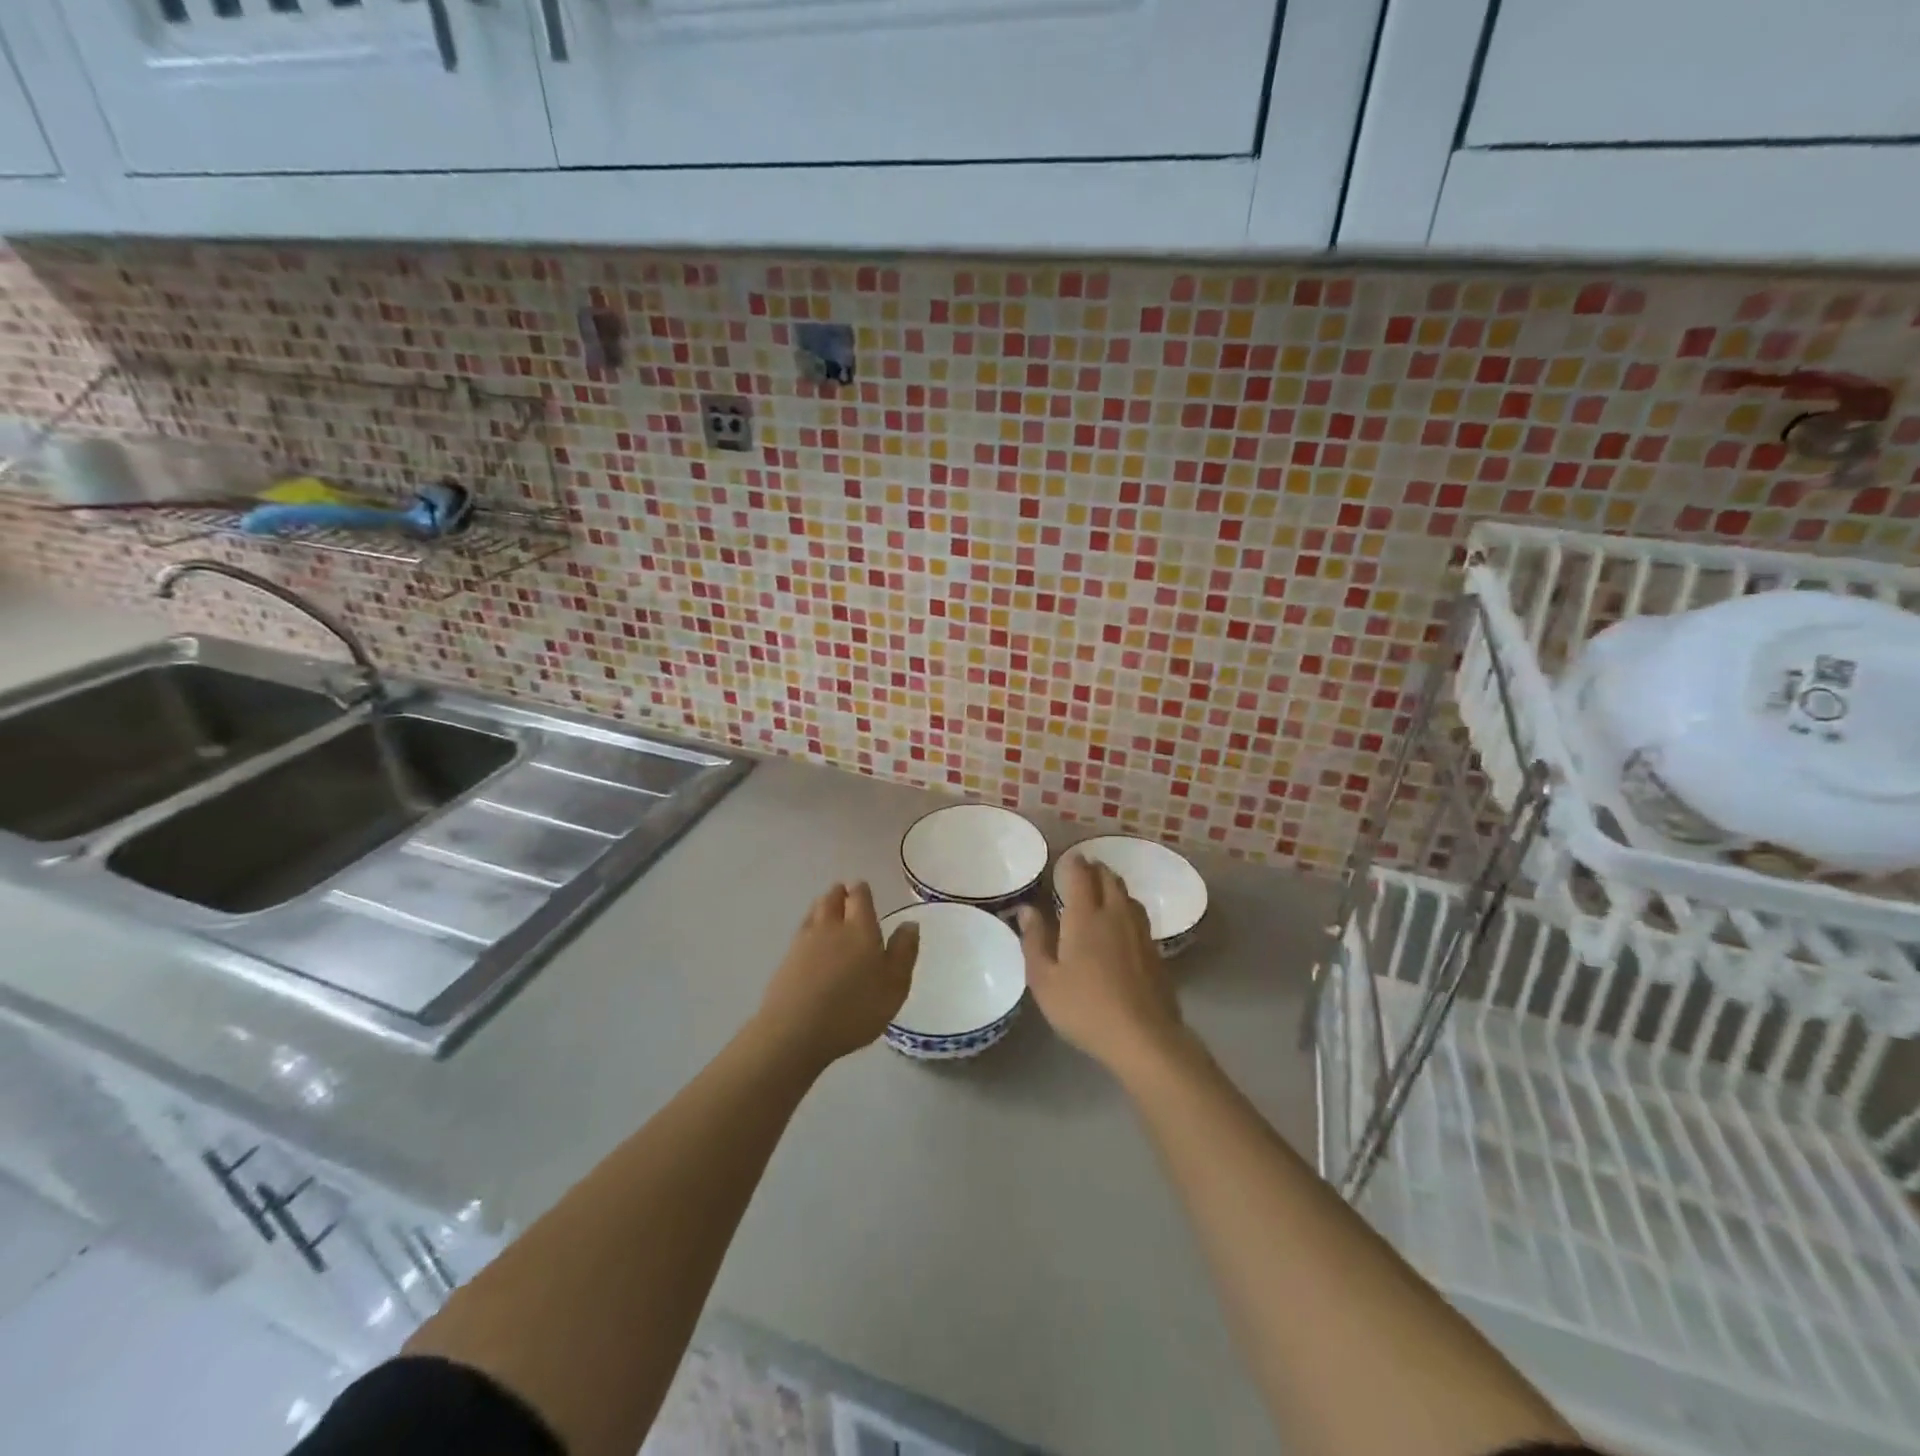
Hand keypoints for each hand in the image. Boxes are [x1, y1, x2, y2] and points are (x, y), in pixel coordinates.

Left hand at [756, 883, 918, 1069]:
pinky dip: (808, 929)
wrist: (796, 1031)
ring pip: (813, 913)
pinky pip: (800, 933)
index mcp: (860, 928)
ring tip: (826, 908)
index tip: (862, 888)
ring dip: (822, 906)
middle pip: (832, 900)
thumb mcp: (894, 985)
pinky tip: (810, 940)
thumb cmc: (855, 1008)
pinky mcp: (786, 961)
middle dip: (839, 894)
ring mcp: (804, 942)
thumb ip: (904, 952)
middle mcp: (831, 927)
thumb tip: (909, 923)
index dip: (861, 891)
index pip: (860, 898)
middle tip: (844, 893)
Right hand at [1018, 855, 1187, 1075]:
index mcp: (1085, 917)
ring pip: (1127, 895)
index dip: (1073, 863)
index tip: (1067, 859)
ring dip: (1113, 886)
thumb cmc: (1085, 1008)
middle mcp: (1115, 915)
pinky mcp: (1155, 952)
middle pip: (1109, 879)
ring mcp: (1140, 932)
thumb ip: (1034, 941)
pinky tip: (1121, 925)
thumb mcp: (1045, 980)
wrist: (1144, 1037)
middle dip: (1096, 869)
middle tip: (1084, 870)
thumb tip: (1026, 910)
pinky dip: (1126, 908)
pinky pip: (1139, 916)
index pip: (1080, 875)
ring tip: (1103, 891)